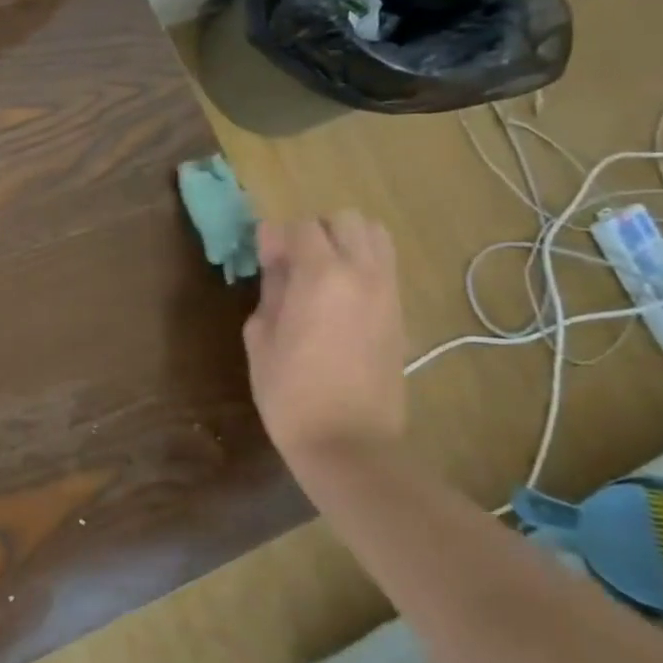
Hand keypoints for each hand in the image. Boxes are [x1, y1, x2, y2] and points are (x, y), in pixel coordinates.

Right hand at [242, 212, 406, 464]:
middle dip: (316, 232)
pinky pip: (385, 268)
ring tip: (322, 274)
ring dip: (346, 243)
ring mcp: (388, 293)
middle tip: (293, 263)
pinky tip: (340, 298)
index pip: (301, 227)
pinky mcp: (400, 314)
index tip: (262, 260)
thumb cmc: (289, 391)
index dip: (276, 238)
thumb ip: (272, 285)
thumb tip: (274, 254)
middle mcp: (363, 274)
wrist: (348, 443)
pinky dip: (363, 266)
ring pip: (375, 237)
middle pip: (346, 220)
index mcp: (323, 276)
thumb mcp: (261, 334)